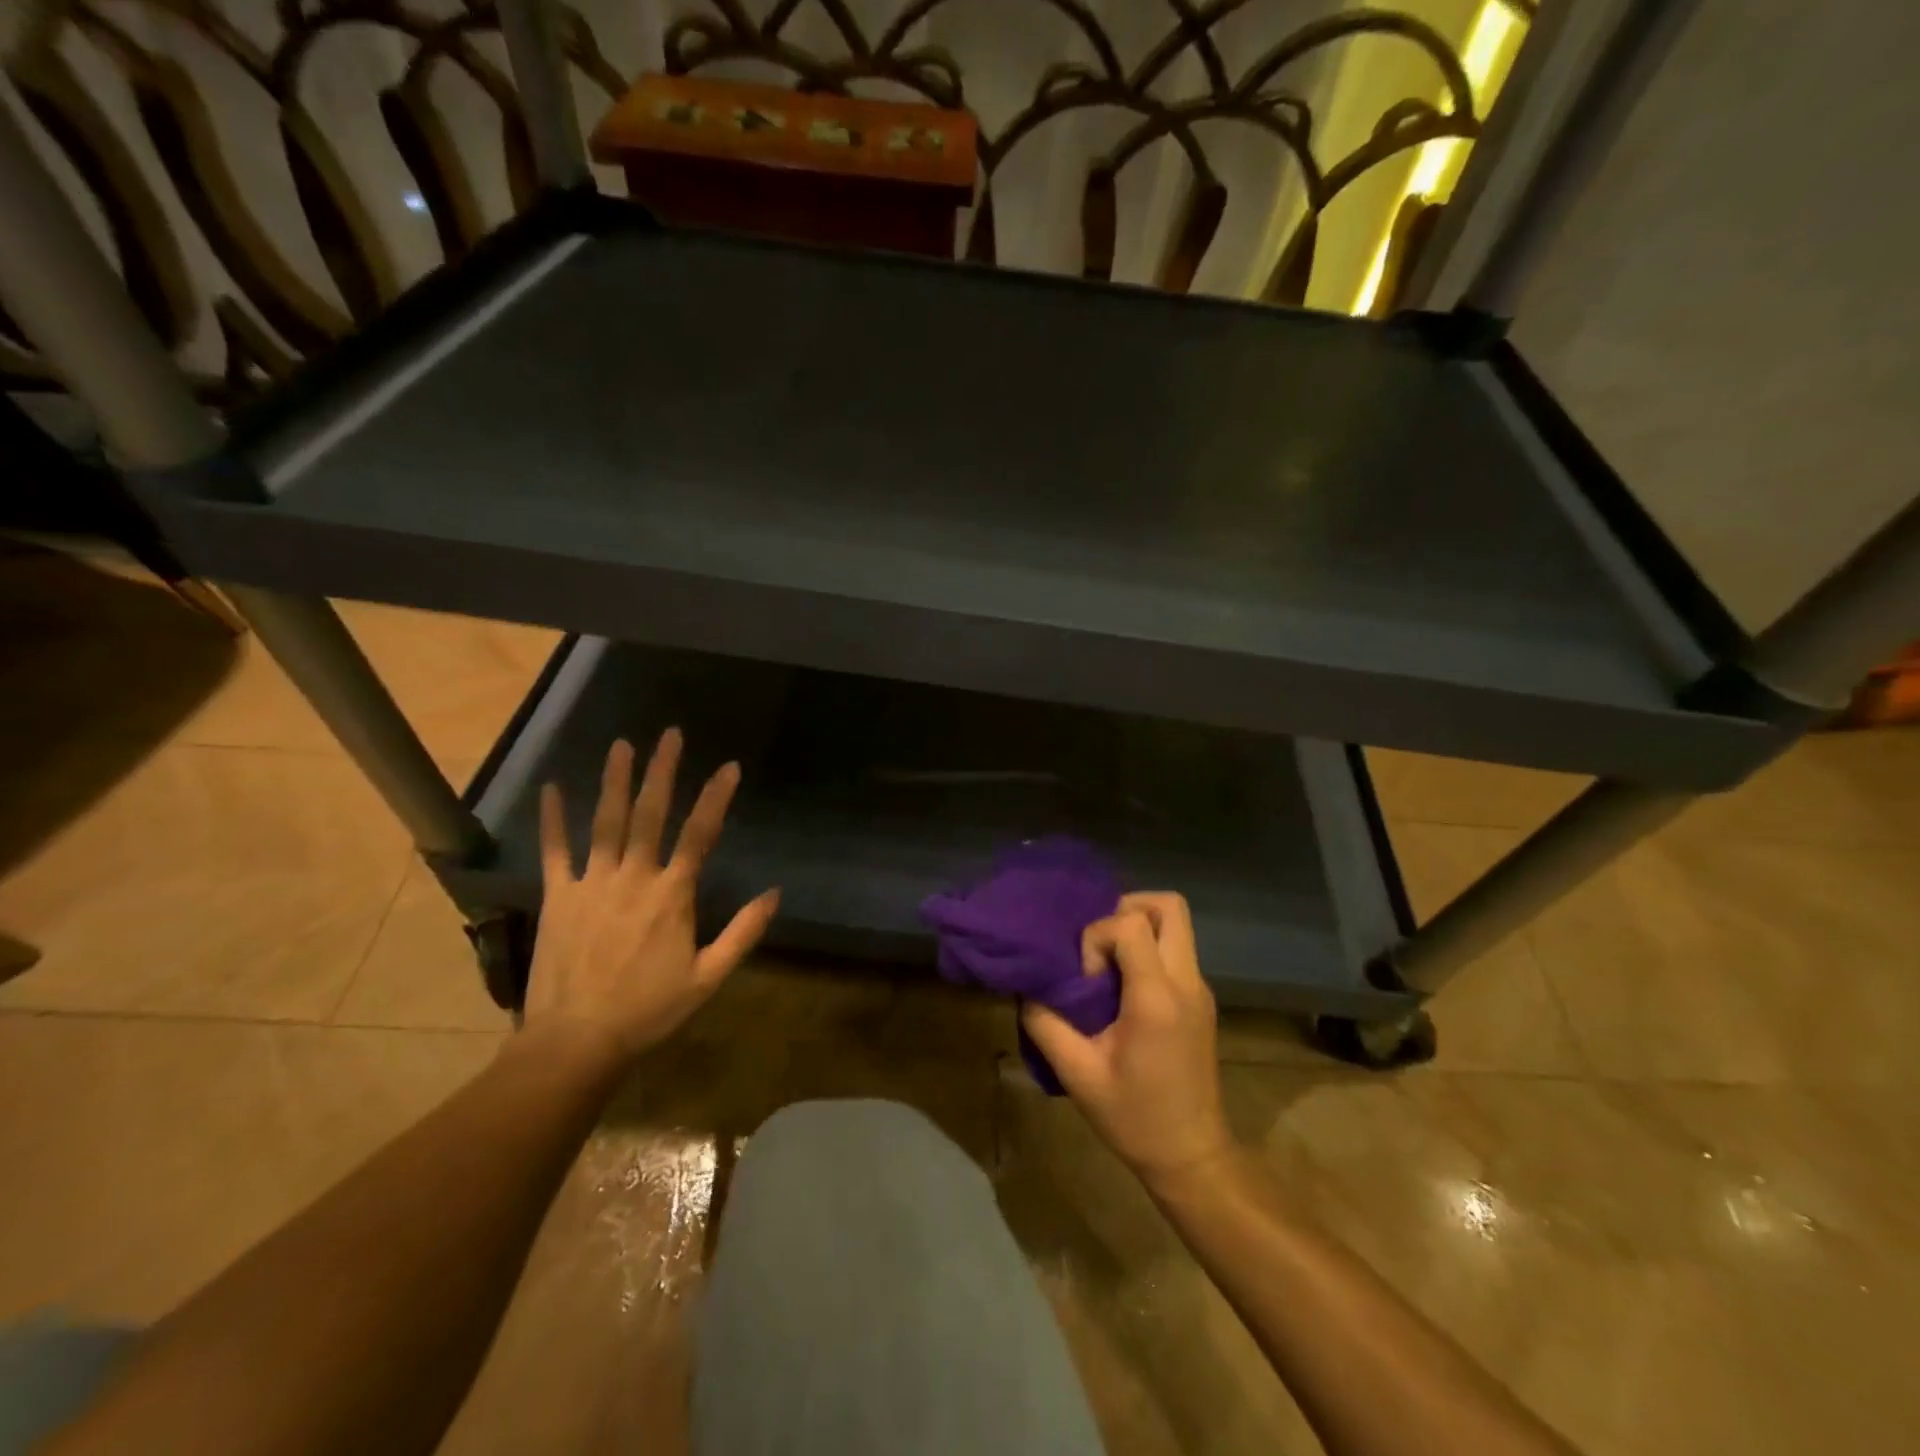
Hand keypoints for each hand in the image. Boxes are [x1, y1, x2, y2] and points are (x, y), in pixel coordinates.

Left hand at [522, 731, 779, 1065]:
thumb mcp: (709, 977)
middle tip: (670, 734)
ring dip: (615, 781)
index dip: (716, 797)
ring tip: (622, 745)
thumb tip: (775, 893)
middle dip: (662, 771)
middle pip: (650, 814)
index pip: (699, 834)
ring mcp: (592, 883)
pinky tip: (553, 788)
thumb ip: (744, 932)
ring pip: (606, 822)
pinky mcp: (559, 896)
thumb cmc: (649, 1010)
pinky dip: (553, 819)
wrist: (576, 1041)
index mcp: (672, 895)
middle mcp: (633, 877)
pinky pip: (556, 851)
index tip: (729, 766)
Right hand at [1022, 892, 1234, 1191]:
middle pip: (1169, 906)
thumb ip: (1045, 1024)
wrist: (1192, 1157)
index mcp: (1157, 998)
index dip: (1097, 937)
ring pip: (1177, 923)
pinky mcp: (1201, 1000)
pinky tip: (1122, 987)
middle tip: (1097, 943)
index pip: (1131, 925)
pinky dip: (1148, 949)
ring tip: (1107, 961)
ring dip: (1139, 926)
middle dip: (1127, 908)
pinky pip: (1176, 949)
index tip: (1087, 980)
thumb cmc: (1134, 1118)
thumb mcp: (1077, 1075)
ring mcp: (1200, 989)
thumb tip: (1028, 989)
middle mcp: (1186, 982)